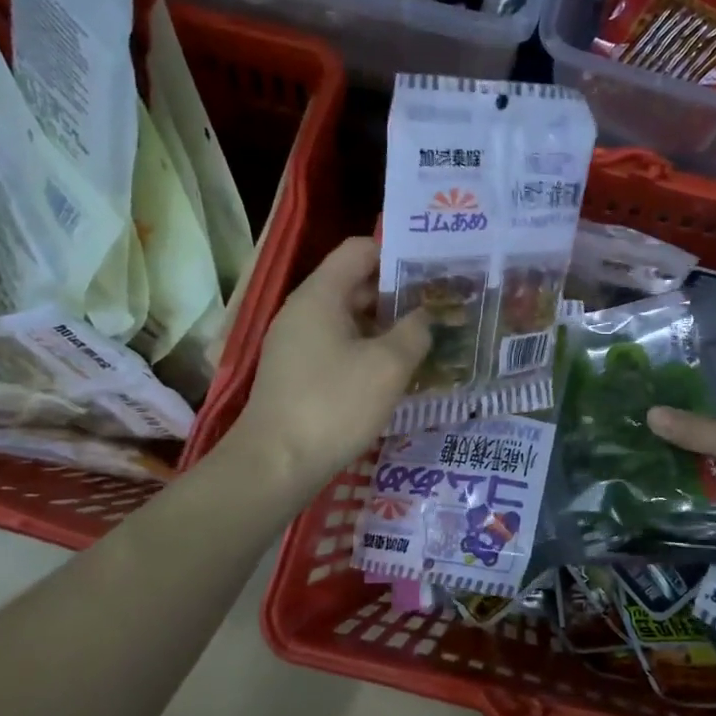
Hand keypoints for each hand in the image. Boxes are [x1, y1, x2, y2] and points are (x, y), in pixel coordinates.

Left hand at [230, 238, 429, 503]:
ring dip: (386, 325)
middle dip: (398, 292)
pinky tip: (395, 371)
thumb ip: (415, 332)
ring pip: (349, 318)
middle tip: (441, 305)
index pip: (359, 249)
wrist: (275, 465)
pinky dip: (368, 349)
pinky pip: (339, 345)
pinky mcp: (297, 373)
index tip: (433, 270)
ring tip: (426, 338)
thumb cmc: (334, 405)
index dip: (398, 253)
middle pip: (355, 283)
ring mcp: (296, 343)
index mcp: (320, 295)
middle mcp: (304, 311)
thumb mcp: (388, 366)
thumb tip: (426, 316)